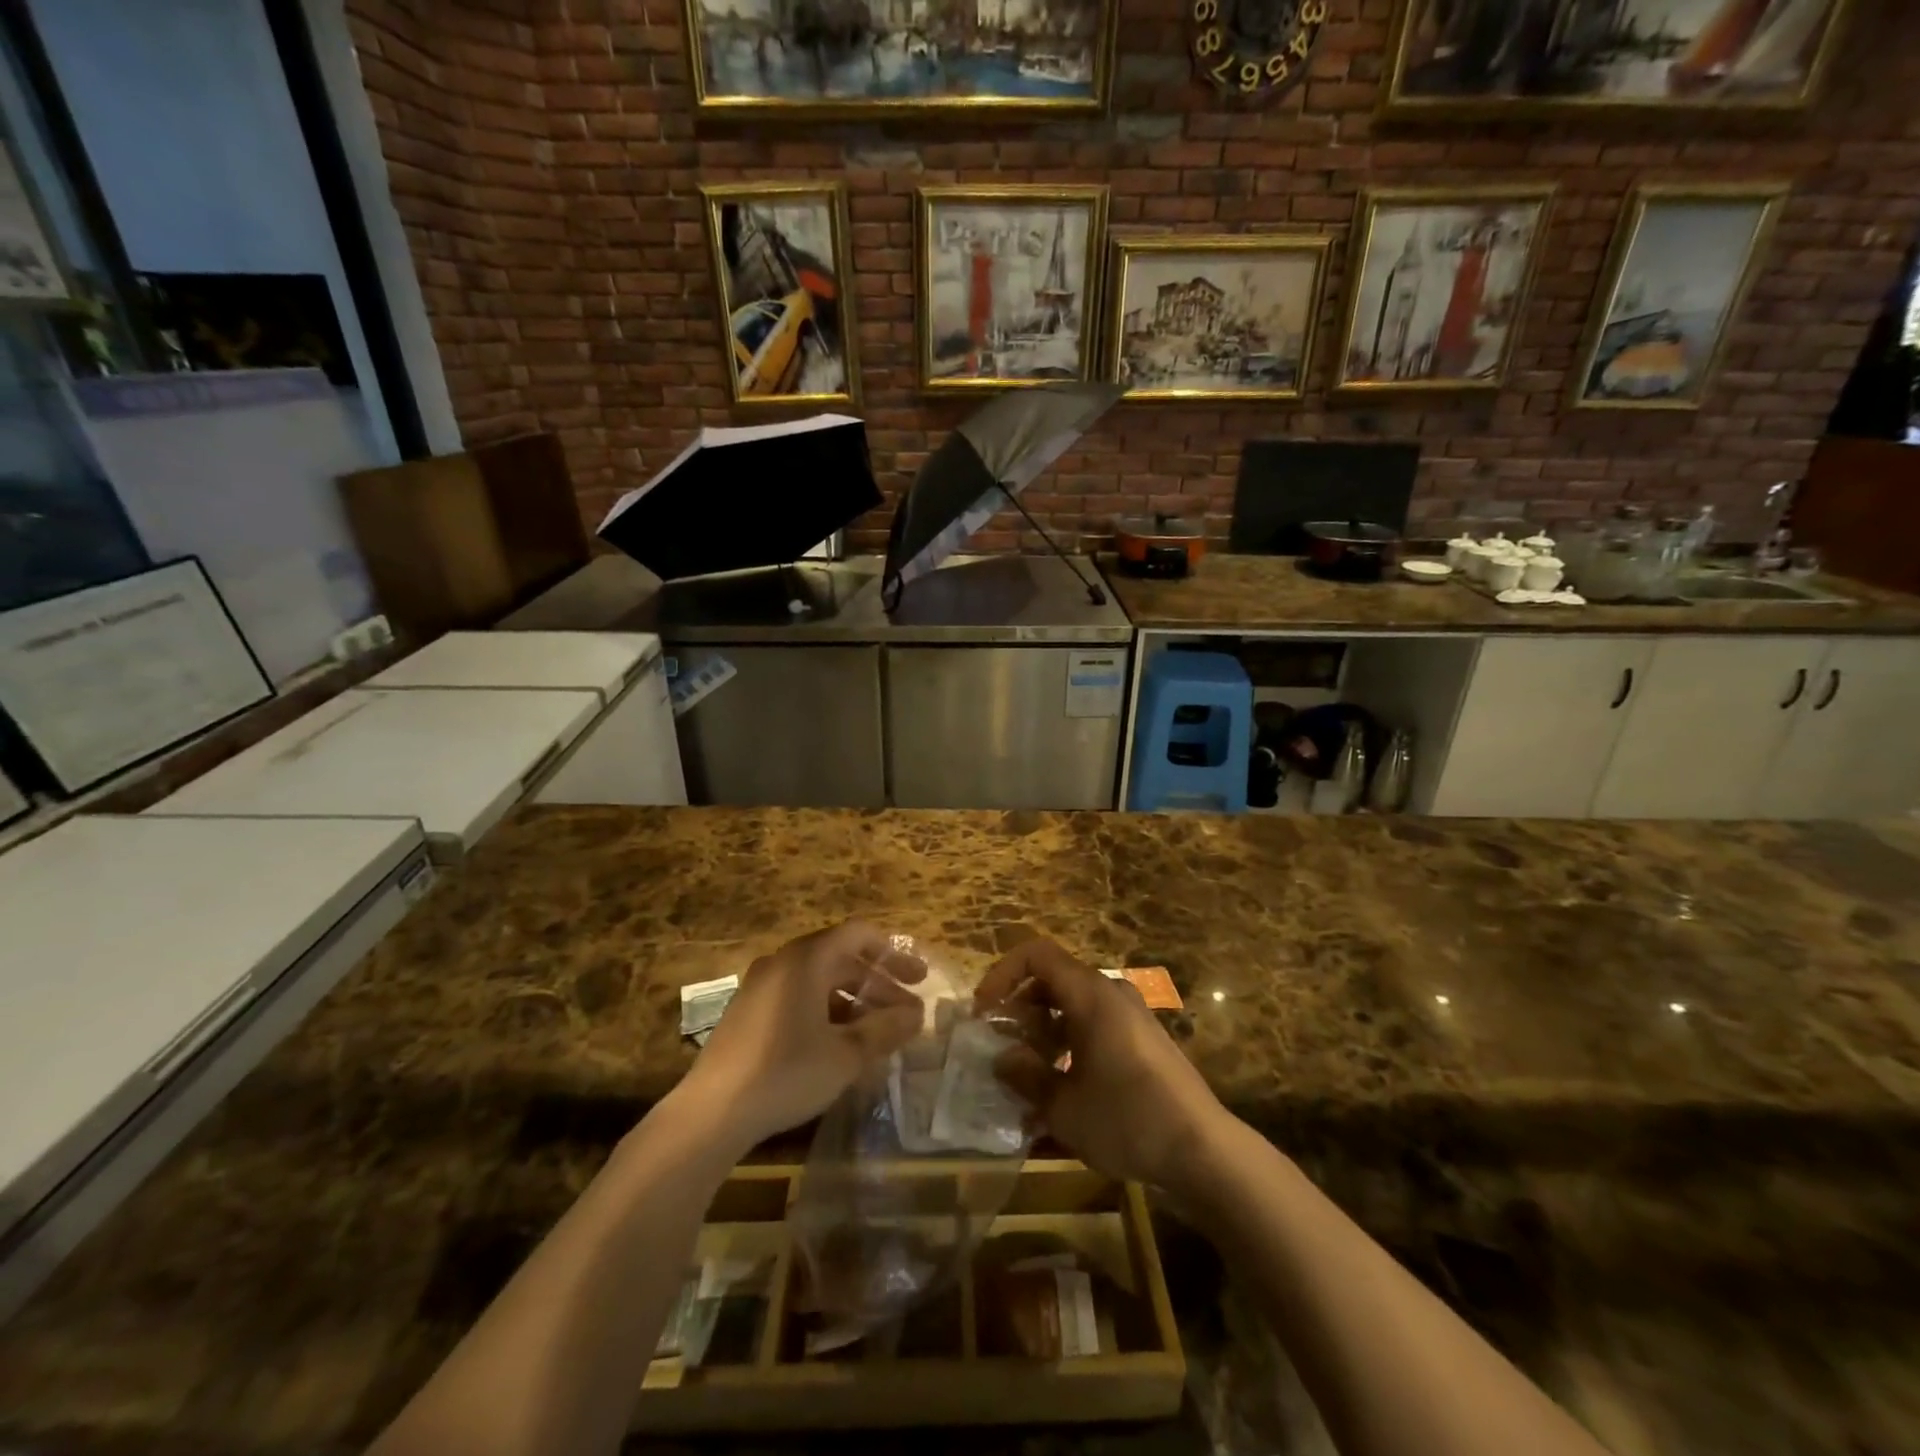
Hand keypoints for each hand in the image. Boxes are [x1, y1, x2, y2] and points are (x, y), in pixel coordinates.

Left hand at [679, 921, 926, 1152]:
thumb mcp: (846, 1054)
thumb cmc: (786, 1072)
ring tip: (877, 1033)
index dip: (893, 954)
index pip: (859, 934)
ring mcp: (760, 986)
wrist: (712, 1112)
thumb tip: (916, 1014)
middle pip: (841, 959)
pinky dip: (826, 1011)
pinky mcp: (748, 1013)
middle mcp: (783, 962)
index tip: (918, 978)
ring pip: (819, 981)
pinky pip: (797, 998)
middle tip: (907, 1011)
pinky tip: (839, 1045)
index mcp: (807, 959)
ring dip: (853, 1001)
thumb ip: (885, 1029)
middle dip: (877, 984)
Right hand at [975, 939, 1227, 1192]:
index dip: (1003, 974)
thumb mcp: (1063, 1106)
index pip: (1036, 954)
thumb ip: (1026, 1076)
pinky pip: (1095, 1025)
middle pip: (1054, 979)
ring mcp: (1131, 1015)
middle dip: (1021, 1008)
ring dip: (1044, 1029)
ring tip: (1028, 1073)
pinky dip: (1070, 1042)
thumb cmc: (1127, 1119)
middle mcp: (1111, 993)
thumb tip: (1002, 1058)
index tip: (985, 1011)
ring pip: (1074, 1004)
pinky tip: (1062, 1088)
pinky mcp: (1143, 1039)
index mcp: (1090, 994)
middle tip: (1003, 1046)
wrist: (1203, 1150)